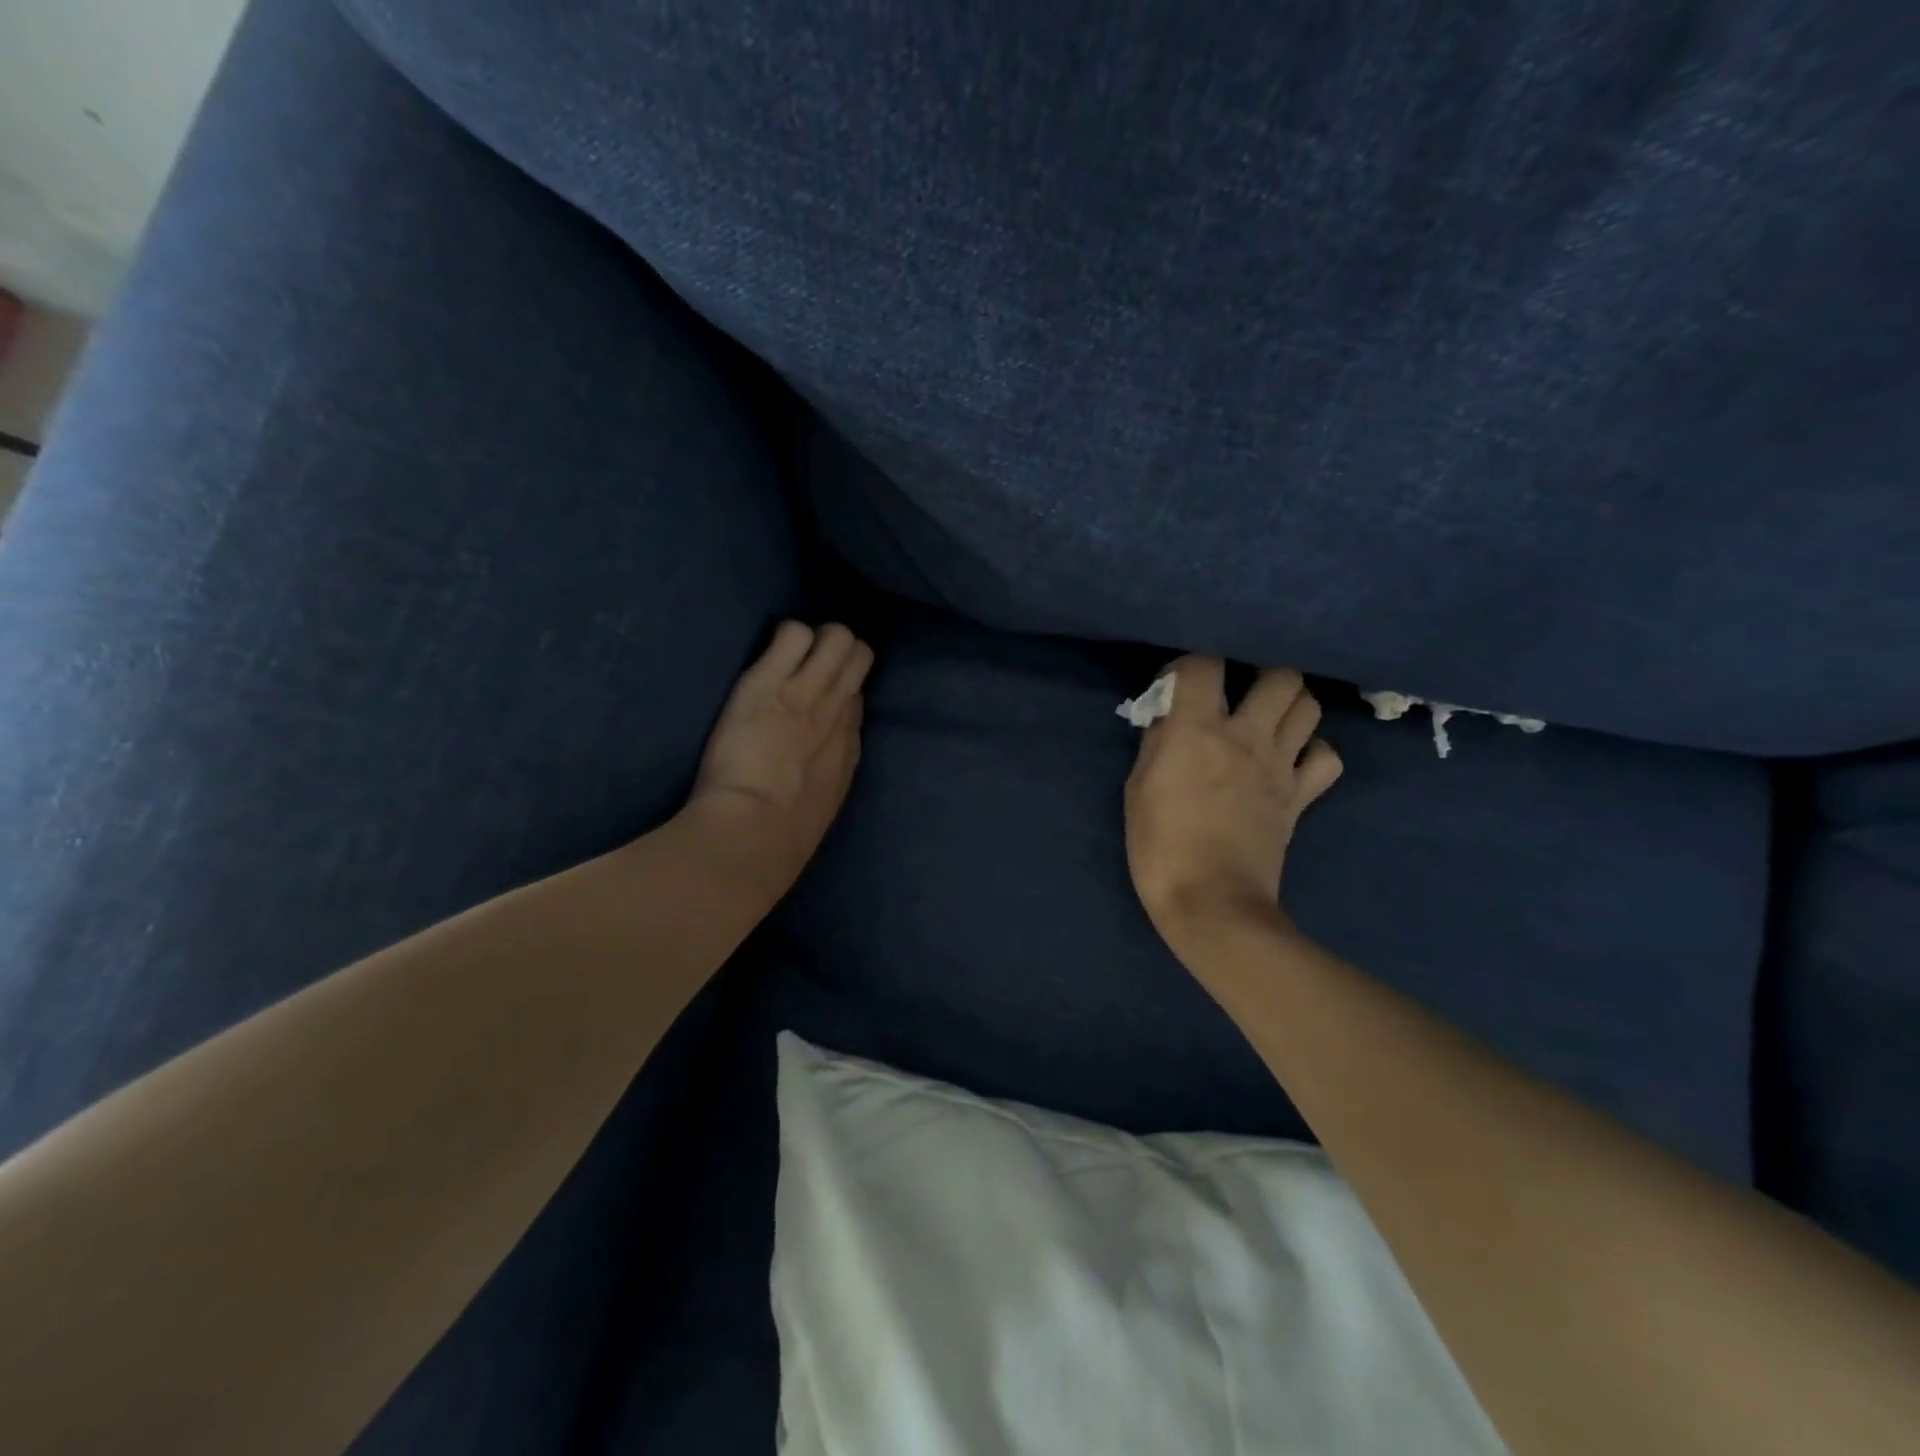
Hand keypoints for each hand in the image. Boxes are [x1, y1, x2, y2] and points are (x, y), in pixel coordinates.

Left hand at [686, 621, 873, 896]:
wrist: (756, 832)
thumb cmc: (784, 835)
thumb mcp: (824, 805)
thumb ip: (829, 772)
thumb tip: (827, 752)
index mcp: (848, 744)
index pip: (856, 697)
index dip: (841, 689)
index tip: (821, 693)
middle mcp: (837, 711)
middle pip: (859, 657)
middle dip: (841, 651)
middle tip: (810, 661)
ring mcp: (806, 692)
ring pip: (837, 637)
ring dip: (819, 637)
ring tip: (792, 649)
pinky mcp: (768, 681)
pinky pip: (793, 633)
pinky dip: (785, 636)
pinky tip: (769, 653)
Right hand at [1124, 656, 1341, 950]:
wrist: (1211, 902)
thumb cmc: (1160, 846)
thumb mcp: (1137, 789)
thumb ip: (1156, 744)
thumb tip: (1169, 719)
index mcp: (1197, 729)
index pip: (1202, 664)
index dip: (1189, 666)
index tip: (1178, 686)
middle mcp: (1246, 735)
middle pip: (1280, 675)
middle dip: (1259, 677)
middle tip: (1238, 697)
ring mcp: (1280, 766)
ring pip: (1309, 706)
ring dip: (1290, 706)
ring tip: (1266, 721)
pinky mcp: (1301, 797)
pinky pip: (1327, 758)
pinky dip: (1313, 753)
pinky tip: (1291, 762)